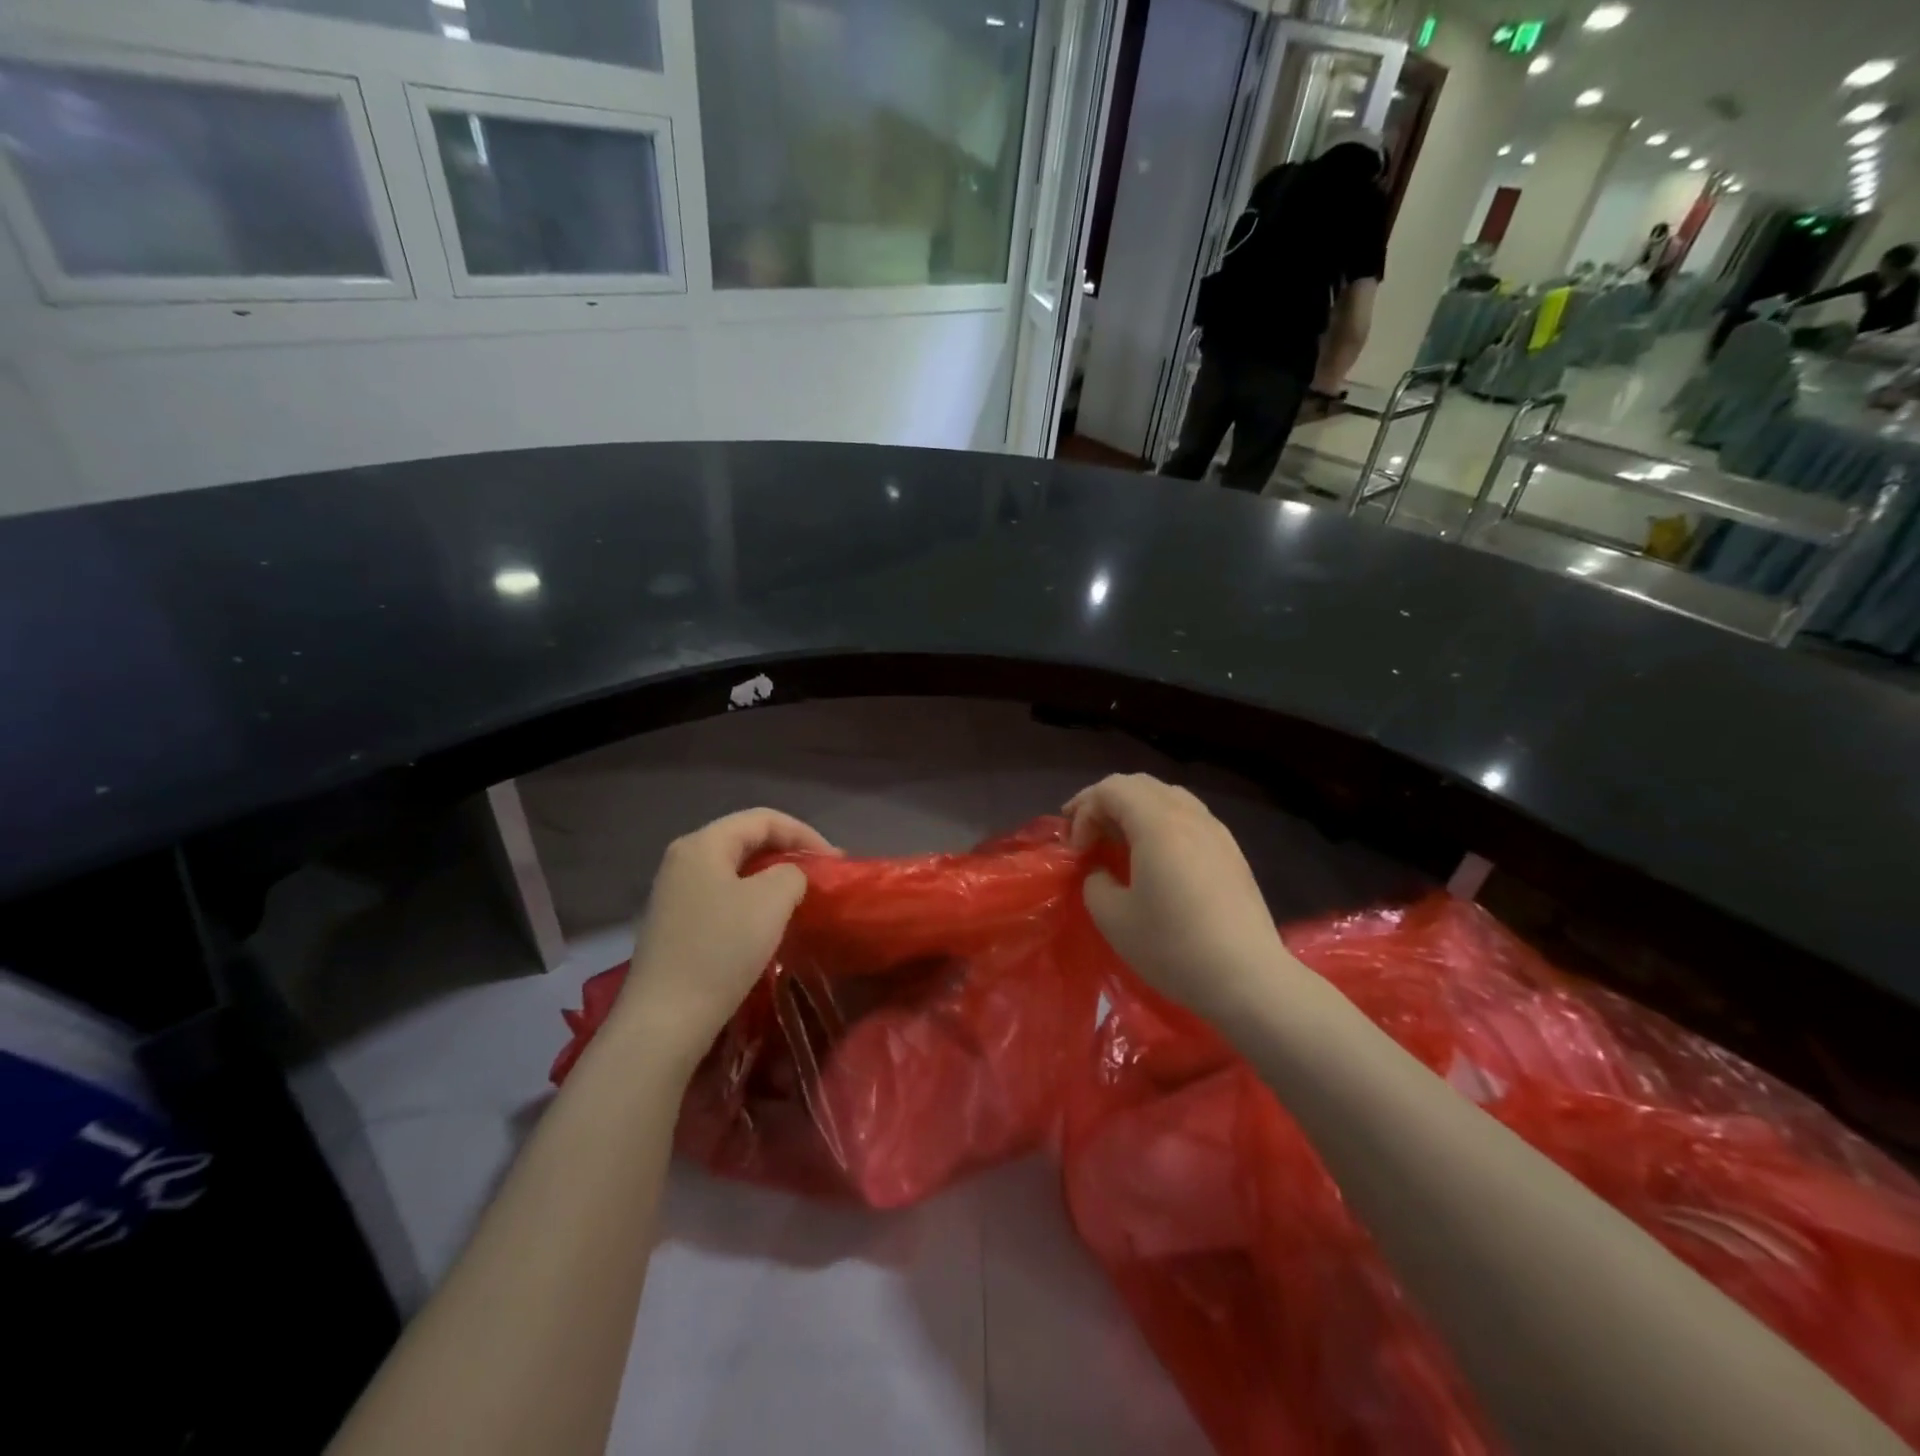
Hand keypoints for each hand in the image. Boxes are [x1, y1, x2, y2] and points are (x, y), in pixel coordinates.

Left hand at [614, 809, 835, 1066]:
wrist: (665, 1020)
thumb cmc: (721, 949)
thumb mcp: (772, 900)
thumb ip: (792, 873)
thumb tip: (788, 878)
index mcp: (702, 843)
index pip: (763, 818)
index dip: (805, 833)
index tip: (835, 862)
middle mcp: (683, 859)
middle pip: (746, 840)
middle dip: (788, 853)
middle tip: (820, 876)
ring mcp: (674, 893)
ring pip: (734, 870)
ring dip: (771, 879)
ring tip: (800, 898)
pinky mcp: (674, 924)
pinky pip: (722, 896)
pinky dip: (751, 901)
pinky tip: (767, 924)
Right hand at [1065, 775, 1290, 1019]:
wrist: (1248, 979)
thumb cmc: (1173, 947)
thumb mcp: (1112, 918)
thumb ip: (1095, 881)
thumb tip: (1102, 872)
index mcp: (1158, 823)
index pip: (1111, 789)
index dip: (1083, 811)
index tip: (1076, 851)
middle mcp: (1189, 815)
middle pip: (1138, 784)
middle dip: (1104, 803)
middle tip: (1084, 833)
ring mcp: (1216, 830)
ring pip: (1166, 796)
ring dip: (1134, 810)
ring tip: (1117, 841)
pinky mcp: (1231, 851)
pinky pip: (1187, 816)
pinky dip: (1159, 823)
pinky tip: (1153, 856)